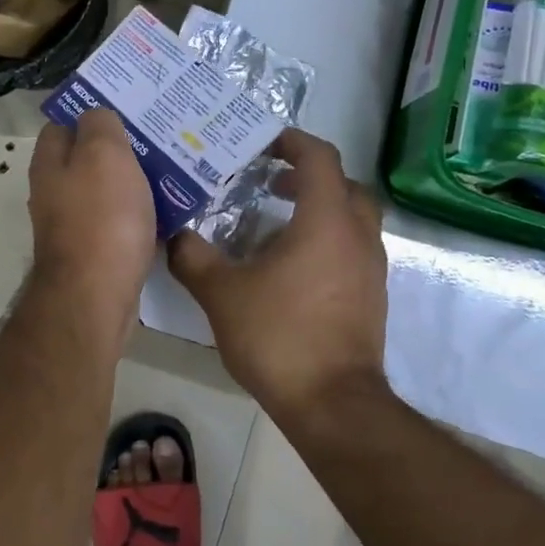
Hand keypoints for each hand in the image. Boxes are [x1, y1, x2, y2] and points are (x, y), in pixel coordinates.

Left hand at [27, 109, 156, 322]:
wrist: (96, 296)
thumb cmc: (101, 218)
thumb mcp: (103, 154)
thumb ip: (99, 125)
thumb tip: (96, 117)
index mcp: (49, 164)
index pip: (62, 125)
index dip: (91, 113)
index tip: (127, 109)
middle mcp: (53, 193)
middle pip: (86, 159)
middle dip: (119, 149)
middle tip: (158, 140)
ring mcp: (71, 226)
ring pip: (105, 192)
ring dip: (133, 183)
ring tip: (171, 172)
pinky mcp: (93, 253)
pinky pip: (117, 223)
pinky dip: (138, 216)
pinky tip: (166, 213)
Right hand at [168, 129, 390, 424]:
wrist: (331, 403)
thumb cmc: (278, 335)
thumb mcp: (220, 292)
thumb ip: (192, 256)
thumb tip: (174, 235)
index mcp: (326, 221)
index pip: (319, 158)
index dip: (292, 141)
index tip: (263, 142)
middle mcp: (357, 236)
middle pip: (344, 184)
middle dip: (308, 174)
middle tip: (269, 181)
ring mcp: (370, 268)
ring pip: (352, 218)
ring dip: (318, 208)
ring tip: (273, 223)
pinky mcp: (370, 296)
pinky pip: (351, 248)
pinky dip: (325, 239)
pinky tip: (289, 266)